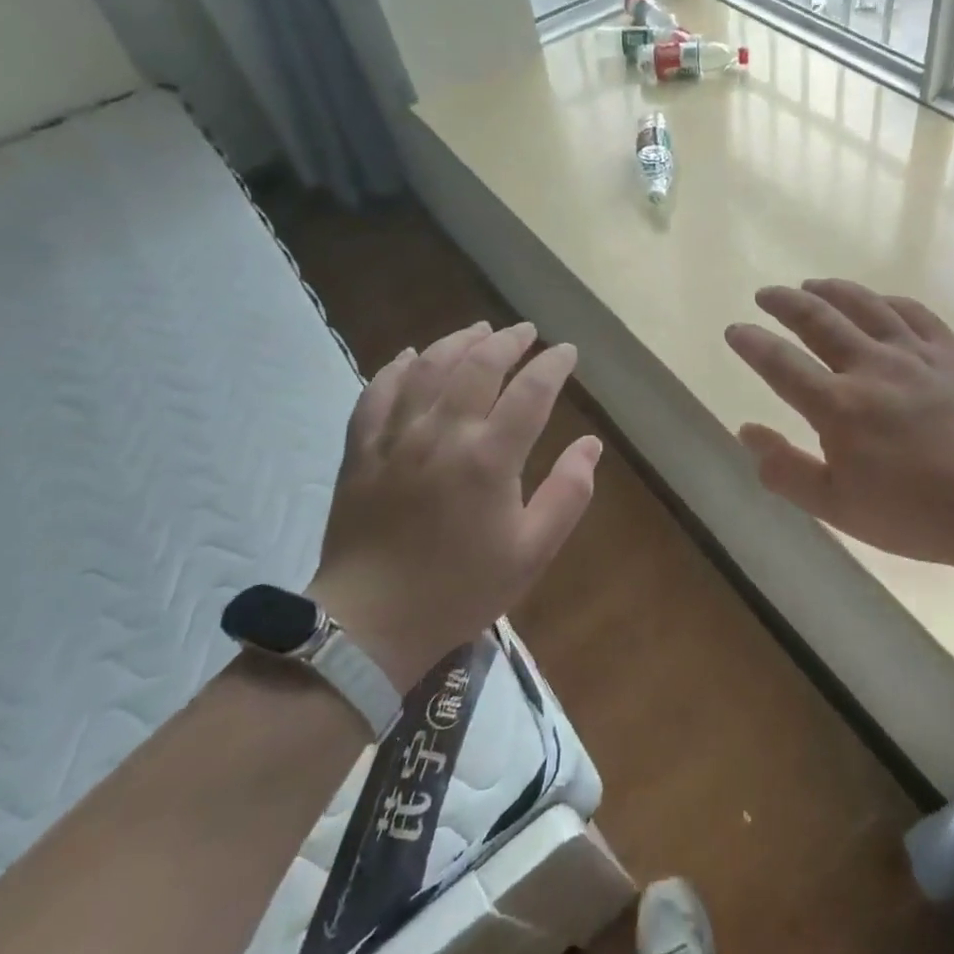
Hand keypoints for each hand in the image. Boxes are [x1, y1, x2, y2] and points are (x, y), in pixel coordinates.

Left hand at [308, 320, 600, 690]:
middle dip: (508, 341)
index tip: (567, 352)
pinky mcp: (362, 448)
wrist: (371, 623)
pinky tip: (412, 355)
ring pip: (429, 368)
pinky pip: (377, 392)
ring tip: (479, 330)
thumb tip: (590, 444)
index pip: (531, 391)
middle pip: (479, 365)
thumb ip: (568, 493)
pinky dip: (398, 367)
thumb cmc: (462, 588)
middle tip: (526, 331)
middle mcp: (443, 433)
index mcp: (490, 458)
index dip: (553, 364)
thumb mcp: (533, 551)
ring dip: (458, 342)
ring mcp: (397, 436)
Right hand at [725, 280, 953, 572]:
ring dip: (832, 290)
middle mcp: (871, 367)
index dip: (752, 343)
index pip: (780, 363)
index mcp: (838, 406)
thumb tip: (745, 431)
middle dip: (785, 303)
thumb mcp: (837, 507)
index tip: (735, 329)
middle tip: (766, 293)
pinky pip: (914, 313)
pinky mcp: (952, 353)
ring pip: (864, 306)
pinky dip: (887, 301)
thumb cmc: (915, 513)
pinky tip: (878, 301)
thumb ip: (785, 469)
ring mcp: (915, 354)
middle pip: (818, 320)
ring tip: (811, 284)